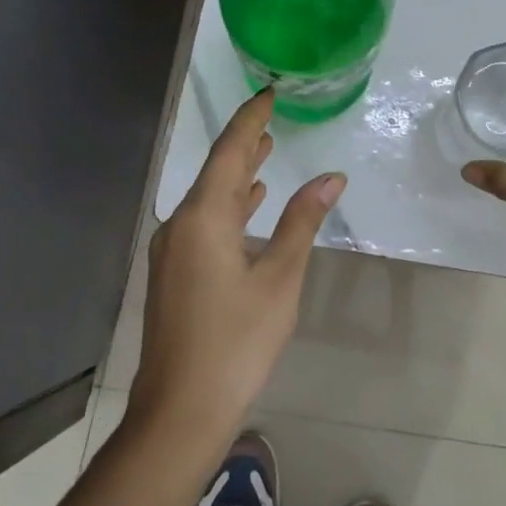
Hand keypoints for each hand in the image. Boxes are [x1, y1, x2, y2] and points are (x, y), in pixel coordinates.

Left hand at [130, 88, 344, 438]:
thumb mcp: (280, 278)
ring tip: (267, 149)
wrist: (180, 412)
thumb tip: (331, 178)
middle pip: (217, 171)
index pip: (230, 151)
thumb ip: (303, 221)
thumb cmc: (236, 341)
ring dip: (240, 173)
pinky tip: (252, 205)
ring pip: (211, 197)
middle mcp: (181, 224)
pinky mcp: (176, 272)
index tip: (269, 93)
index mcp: (204, 217)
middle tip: (273, 115)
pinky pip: (206, 221)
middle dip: (246, 142)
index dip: (251, 120)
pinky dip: (232, 205)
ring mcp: (174, 250)